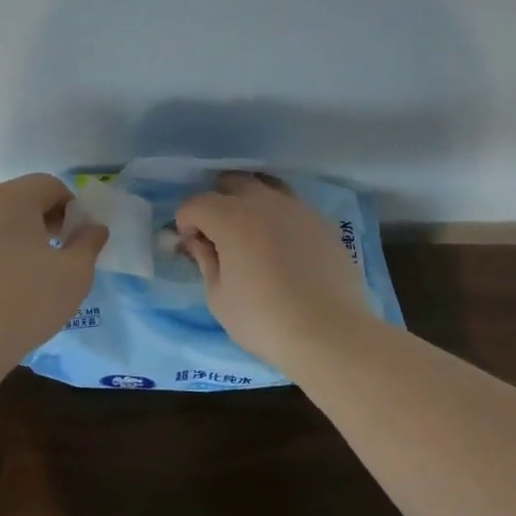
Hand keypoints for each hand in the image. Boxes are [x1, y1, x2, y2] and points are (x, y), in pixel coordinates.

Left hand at [0, 174, 108, 370]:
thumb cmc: (26, 300)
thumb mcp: (75, 274)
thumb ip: (88, 244)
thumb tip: (94, 228)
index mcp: (12, 198)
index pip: (50, 185)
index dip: (71, 209)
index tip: (76, 241)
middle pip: (20, 201)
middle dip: (43, 223)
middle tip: (57, 257)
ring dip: (16, 241)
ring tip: (28, 279)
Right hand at [176, 173, 378, 369]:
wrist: (330, 333)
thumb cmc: (263, 319)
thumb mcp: (219, 297)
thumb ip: (205, 261)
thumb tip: (198, 242)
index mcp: (231, 217)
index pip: (195, 203)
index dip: (186, 224)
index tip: (193, 249)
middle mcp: (263, 201)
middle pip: (230, 182)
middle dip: (216, 202)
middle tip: (219, 236)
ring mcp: (297, 208)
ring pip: (265, 186)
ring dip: (249, 202)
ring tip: (251, 234)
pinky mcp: (322, 221)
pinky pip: (291, 205)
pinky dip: (278, 216)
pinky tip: (282, 247)